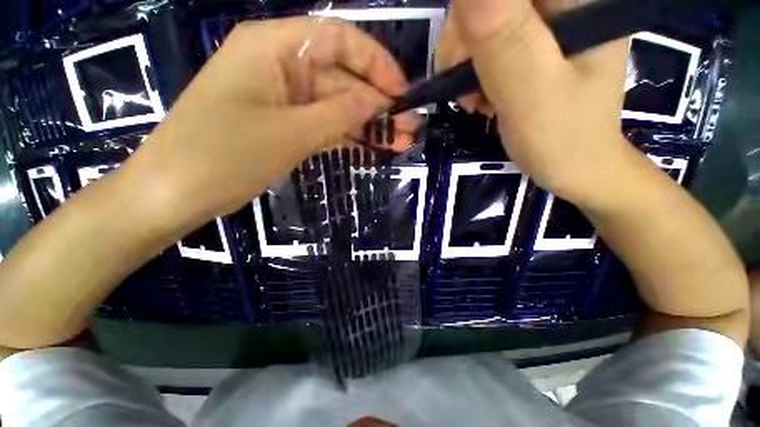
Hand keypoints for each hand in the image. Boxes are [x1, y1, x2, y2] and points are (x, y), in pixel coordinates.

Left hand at [127, 17, 419, 223]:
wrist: (177, 192)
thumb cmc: (223, 156)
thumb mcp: (289, 133)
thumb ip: (338, 114)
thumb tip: (376, 102)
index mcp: (274, 48)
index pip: (339, 39)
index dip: (376, 64)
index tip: (402, 93)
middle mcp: (281, 67)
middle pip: (343, 79)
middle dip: (379, 105)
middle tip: (410, 129)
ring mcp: (285, 100)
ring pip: (338, 107)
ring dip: (369, 125)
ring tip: (401, 143)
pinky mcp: (286, 126)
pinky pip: (326, 126)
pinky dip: (349, 137)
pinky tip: (373, 148)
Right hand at [445, 0, 629, 200]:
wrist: (574, 164)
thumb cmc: (560, 137)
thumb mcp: (530, 89)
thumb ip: (503, 35)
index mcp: (577, 0)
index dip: (472, 16)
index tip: (464, 56)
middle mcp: (563, 1)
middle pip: (489, 2)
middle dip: (464, 41)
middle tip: (466, 87)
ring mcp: (547, 21)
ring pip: (481, 18)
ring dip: (464, 61)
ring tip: (475, 99)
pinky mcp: (532, 43)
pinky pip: (485, 40)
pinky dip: (472, 70)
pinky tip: (482, 94)